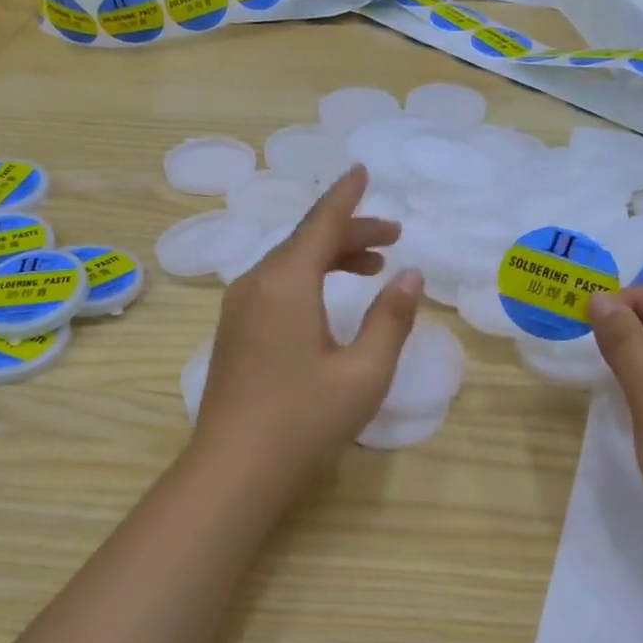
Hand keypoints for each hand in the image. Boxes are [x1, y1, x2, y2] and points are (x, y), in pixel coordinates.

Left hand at [195, 167, 423, 485]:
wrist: (233, 471)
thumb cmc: (304, 421)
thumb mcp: (363, 372)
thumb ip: (391, 319)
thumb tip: (410, 276)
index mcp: (285, 283)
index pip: (321, 223)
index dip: (346, 197)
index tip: (363, 171)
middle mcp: (255, 285)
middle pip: (304, 241)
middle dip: (349, 233)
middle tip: (392, 238)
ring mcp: (237, 310)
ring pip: (287, 265)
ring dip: (328, 258)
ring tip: (370, 268)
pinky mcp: (233, 333)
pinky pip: (273, 287)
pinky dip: (306, 280)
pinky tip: (327, 302)